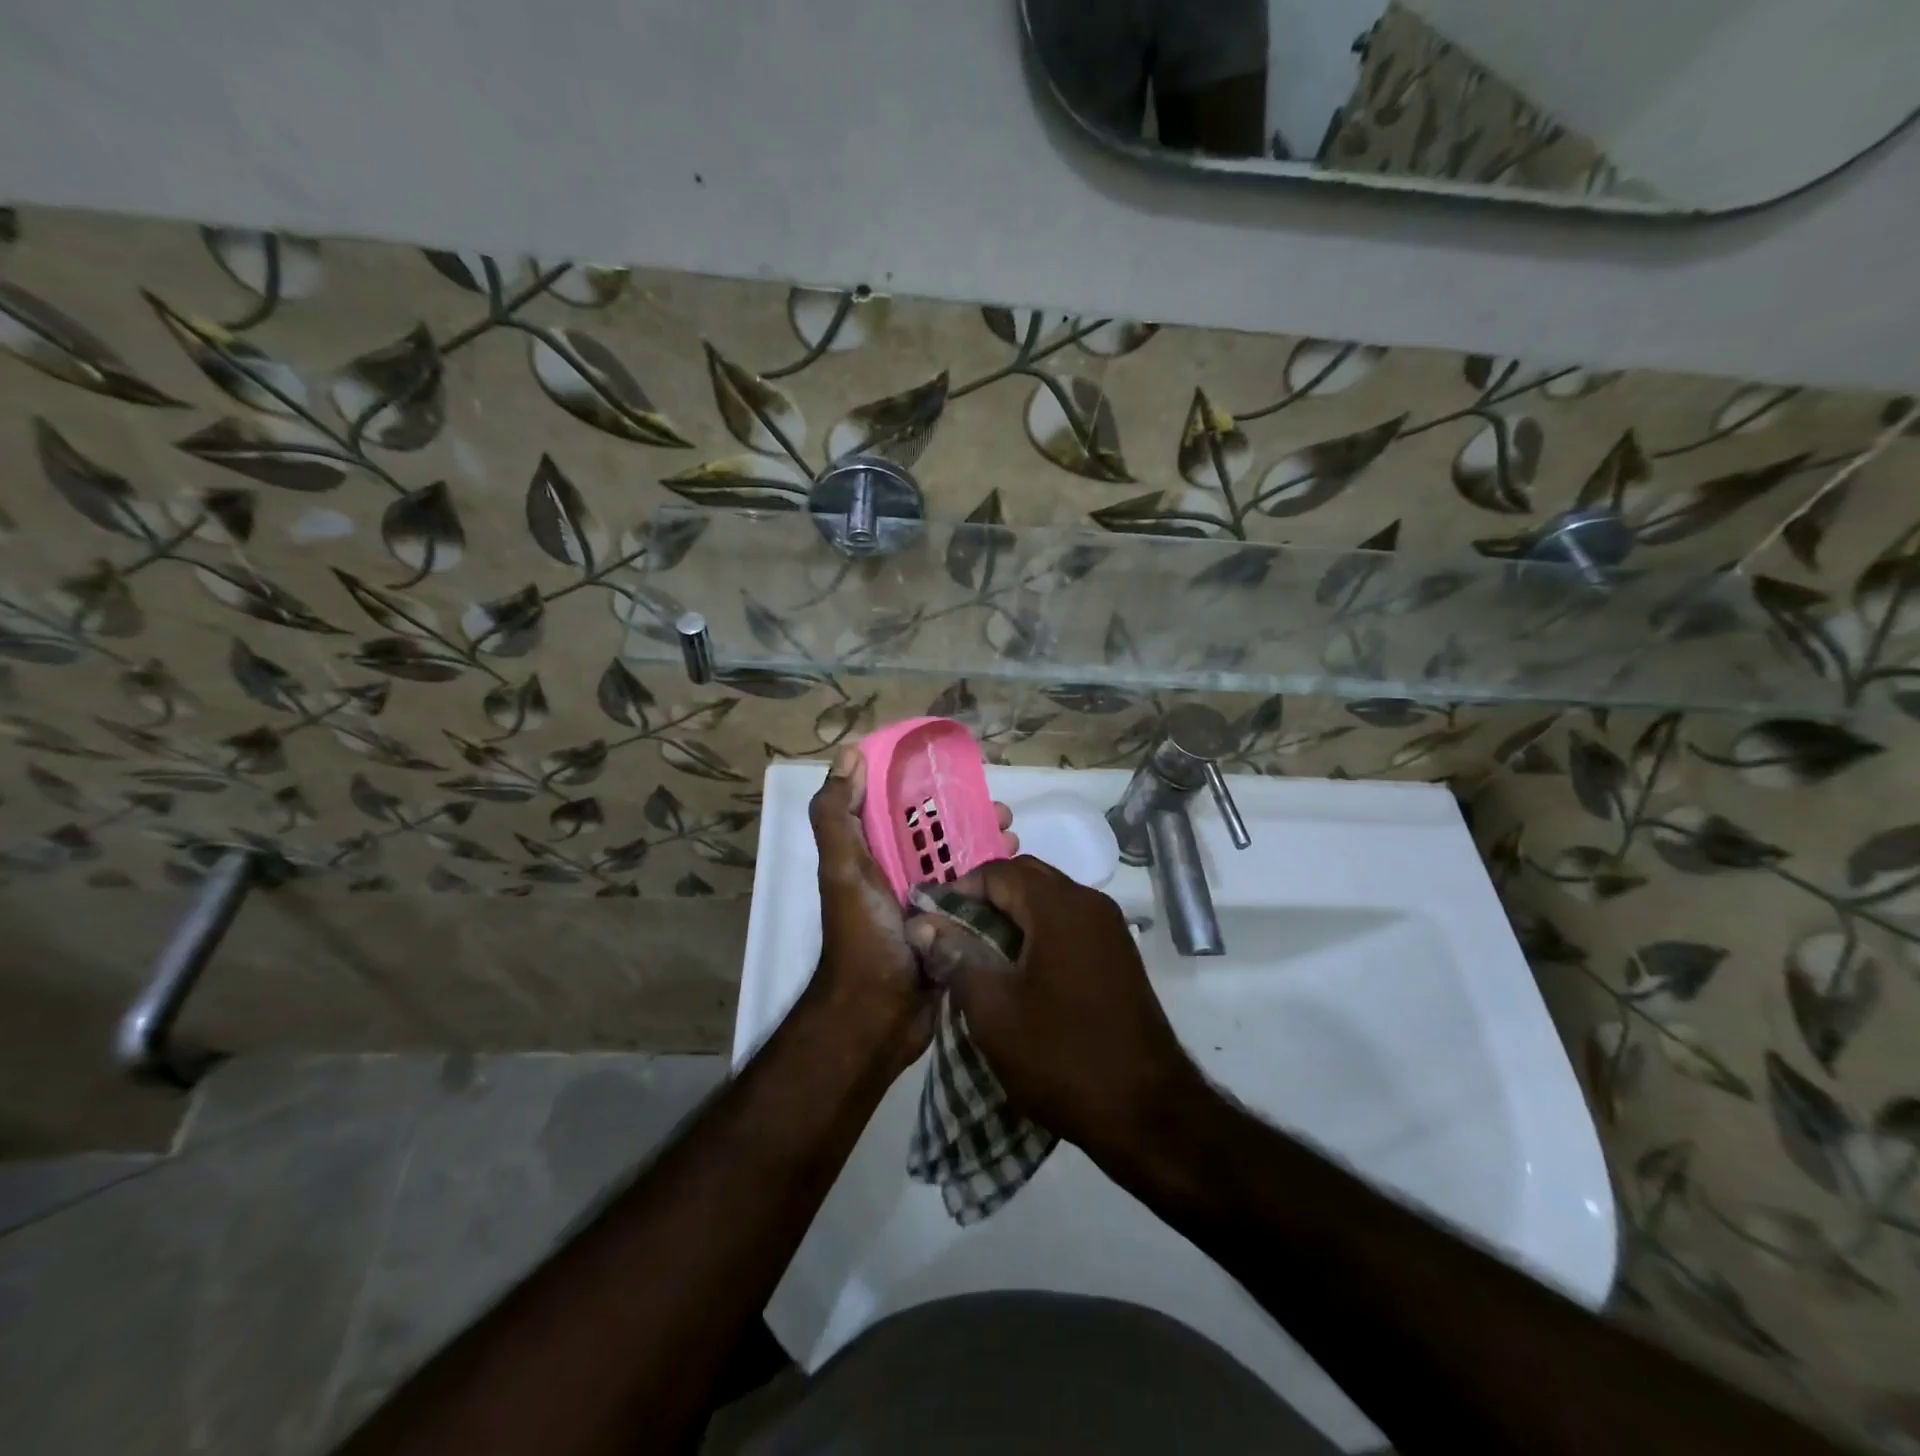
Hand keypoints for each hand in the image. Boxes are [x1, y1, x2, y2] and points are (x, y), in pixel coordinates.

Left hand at [807, 748, 1015, 1077]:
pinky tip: (1019, 875)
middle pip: (937, 833)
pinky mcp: (950, 928)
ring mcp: (927, 902)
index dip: (925, 785)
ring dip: (988, 846)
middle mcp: (897, 873)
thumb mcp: (842, 869)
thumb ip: (837, 815)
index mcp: (871, 854)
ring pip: (961, 862)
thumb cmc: (863, 935)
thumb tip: (848, 755)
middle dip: (969, 816)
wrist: (878, 1017)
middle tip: (1003, 813)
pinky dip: (995, 881)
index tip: (960, 773)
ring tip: (1015, 840)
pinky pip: (975, 895)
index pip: (898, 806)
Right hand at [906, 856, 1202, 1163]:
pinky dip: (1038, 933)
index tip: (931, 924)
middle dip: (985, 900)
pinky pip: (1068, 924)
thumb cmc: (1061, 1057)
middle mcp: (1090, 903)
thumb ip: (956, 956)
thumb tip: (923, 924)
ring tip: (979, 955)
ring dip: (1011, 917)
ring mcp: (1109, 928)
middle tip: (952, 937)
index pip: (997, 872)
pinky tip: (1018, 972)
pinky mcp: (1118, 954)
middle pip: (1026, 878)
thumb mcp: (993, 1010)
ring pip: (1048, 900)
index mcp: (1059, 906)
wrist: (1147, 1112)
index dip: (958, 891)